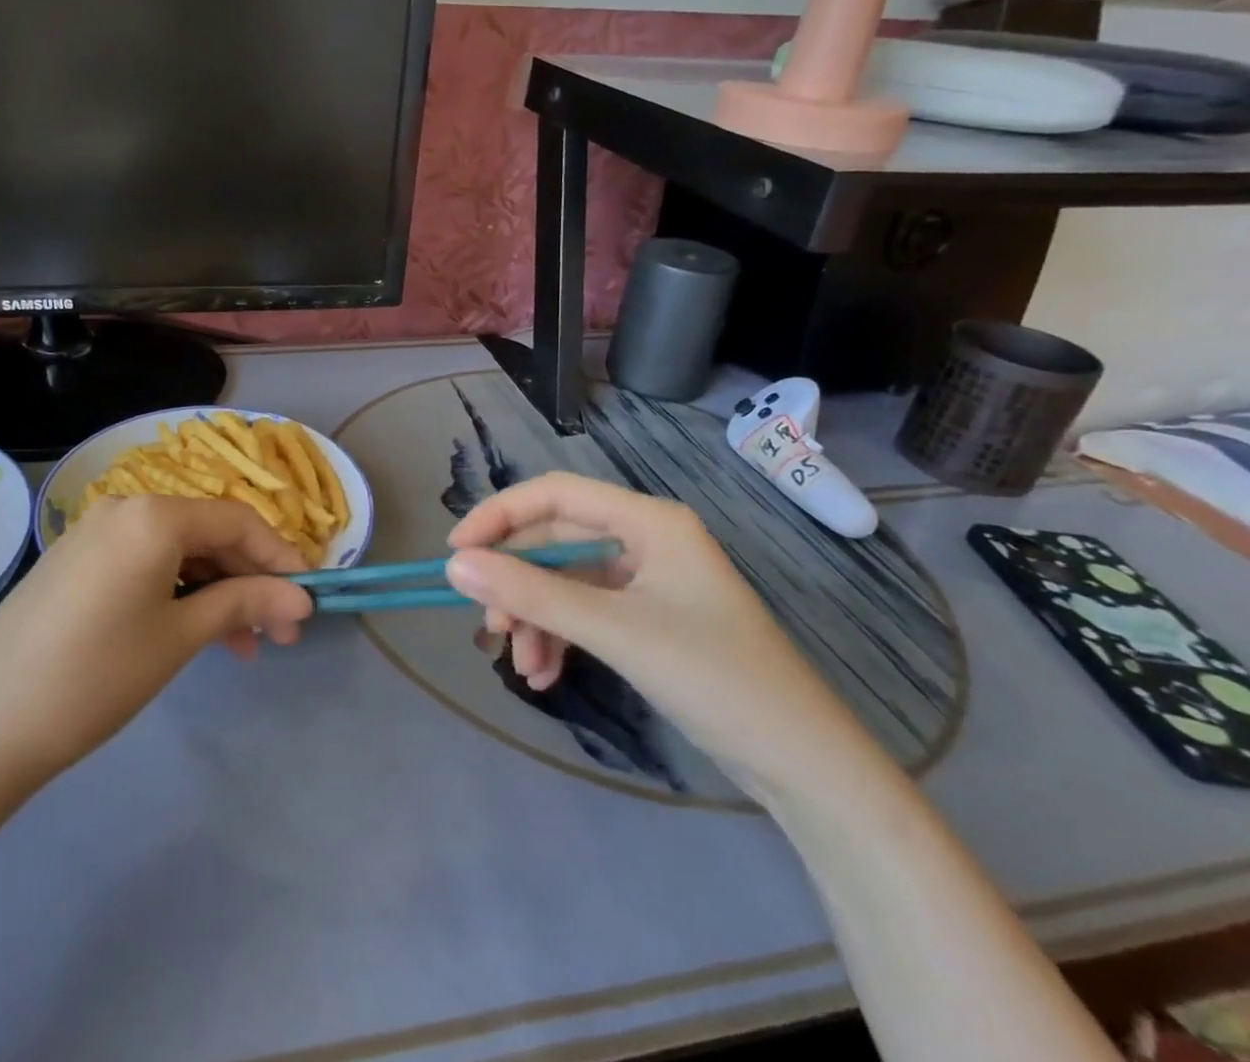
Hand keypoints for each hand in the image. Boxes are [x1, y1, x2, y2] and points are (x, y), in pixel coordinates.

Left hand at [0, 496, 313, 802]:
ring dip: (216, 592)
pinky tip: (195, 633)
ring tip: (242, 647)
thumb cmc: (96, 676)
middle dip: (249, 581)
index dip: (280, 557)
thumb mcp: (180, 637)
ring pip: (177, 553)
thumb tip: (302, 599)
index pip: (237, 521)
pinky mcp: (76, 561)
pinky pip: (144, 564)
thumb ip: (245, 604)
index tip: (308, 599)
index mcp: (153, 514)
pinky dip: (177, 593)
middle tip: (279, 634)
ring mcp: (95, 533)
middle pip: (207, 534)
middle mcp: (124, 508)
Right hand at [446, 473, 878, 798]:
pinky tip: (545, 674)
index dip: (499, 515)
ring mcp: (649, 581)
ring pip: (566, 582)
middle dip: (519, 583)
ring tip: (521, 665)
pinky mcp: (649, 619)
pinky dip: (560, 638)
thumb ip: (533, 594)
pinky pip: (586, 613)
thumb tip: (455, 566)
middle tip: (490, 625)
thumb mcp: (615, 631)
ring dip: (536, 617)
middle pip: (556, 541)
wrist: (807, 769)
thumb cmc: (716, 679)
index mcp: (649, 520)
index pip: (554, 494)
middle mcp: (646, 539)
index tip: (456, 553)